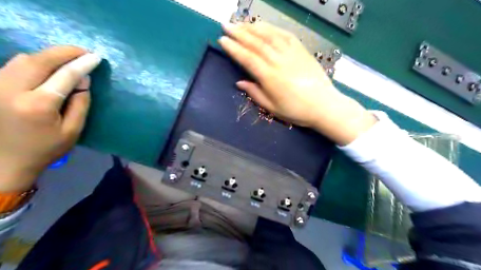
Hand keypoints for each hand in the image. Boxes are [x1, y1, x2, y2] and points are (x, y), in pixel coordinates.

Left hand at [0, 45, 99, 191]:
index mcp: (38, 105)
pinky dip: (34, 61)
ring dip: (49, 56)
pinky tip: (48, 66)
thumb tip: (84, 79)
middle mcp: (11, 90)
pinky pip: (13, 65)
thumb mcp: (73, 130)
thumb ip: (80, 103)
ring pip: (23, 59)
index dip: (82, 64)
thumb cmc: (46, 148)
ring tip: (68, 58)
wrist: (4, 161)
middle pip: (40, 60)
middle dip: (64, 52)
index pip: (65, 76)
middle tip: (83, 51)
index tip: (96, 57)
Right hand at [220, 21, 377, 144]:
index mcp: (270, 77)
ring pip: (269, 36)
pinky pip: (285, 35)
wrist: (324, 105)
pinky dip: (272, 28)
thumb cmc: (296, 110)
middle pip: (256, 43)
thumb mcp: (272, 108)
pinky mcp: (301, 50)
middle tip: (226, 25)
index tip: (223, 40)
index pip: (247, 58)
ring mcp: (291, 53)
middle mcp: (279, 61)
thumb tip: (239, 82)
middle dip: (239, 33)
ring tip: (241, 23)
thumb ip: (255, 93)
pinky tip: (264, 26)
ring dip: (253, 27)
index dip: (234, 48)